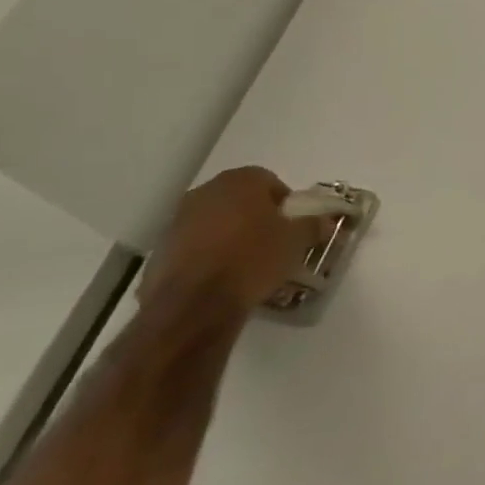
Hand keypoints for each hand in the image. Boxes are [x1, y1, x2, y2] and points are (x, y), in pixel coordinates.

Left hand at [141, 167, 327, 318]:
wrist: (194, 304)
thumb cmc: (253, 259)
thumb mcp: (297, 242)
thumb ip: (313, 226)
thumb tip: (324, 222)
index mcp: (240, 181)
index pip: (270, 182)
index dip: (284, 204)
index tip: (291, 226)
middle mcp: (206, 192)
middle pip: (239, 199)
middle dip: (255, 217)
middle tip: (272, 242)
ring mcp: (178, 220)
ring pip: (214, 222)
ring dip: (229, 236)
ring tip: (246, 264)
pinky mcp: (160, 250)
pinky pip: (194, 246)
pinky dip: (207, 256)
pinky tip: (221, 279)